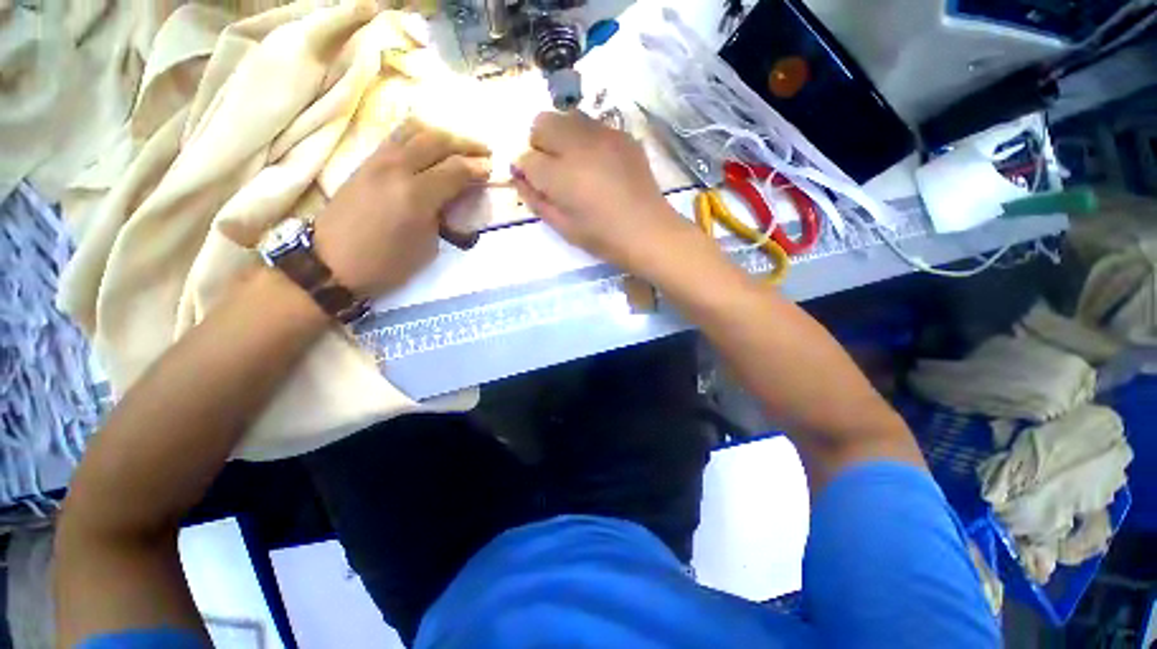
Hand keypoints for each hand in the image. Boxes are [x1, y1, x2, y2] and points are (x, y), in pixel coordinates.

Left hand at [314, 119, 491, 296]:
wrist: (331, 262)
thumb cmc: (387, 263)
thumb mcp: (428, 246)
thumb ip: (444, 215)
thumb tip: (454, 197)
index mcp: (415, 195)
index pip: (455, 169)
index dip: (477, 168)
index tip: (492, 170)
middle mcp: (396, 169)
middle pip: (436, 140)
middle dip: (465, 144)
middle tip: (484, 151)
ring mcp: (377, 161)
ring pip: (414, 130)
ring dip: (441, 134)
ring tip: (458, 145)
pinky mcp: (365, 162)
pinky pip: (397, 137)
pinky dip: (419, 136)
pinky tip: (429, 146)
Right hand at [513, 111, 687, 270]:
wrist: (648, 231)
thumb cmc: (602, 237)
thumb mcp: (562, 226)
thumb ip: (535, 198)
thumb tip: (518, 176)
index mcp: (561, 175)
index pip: (526, 158)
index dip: (526, 171)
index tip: (536, 183)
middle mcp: (579, 145)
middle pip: (542, 123)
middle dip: (539, 144)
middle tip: (553, 170)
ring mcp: (604, 135)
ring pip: (567, 117)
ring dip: (561, 136)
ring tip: (575, 164)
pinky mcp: (623, 135)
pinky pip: (593, 124)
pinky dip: (586, 138)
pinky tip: (599, 163)